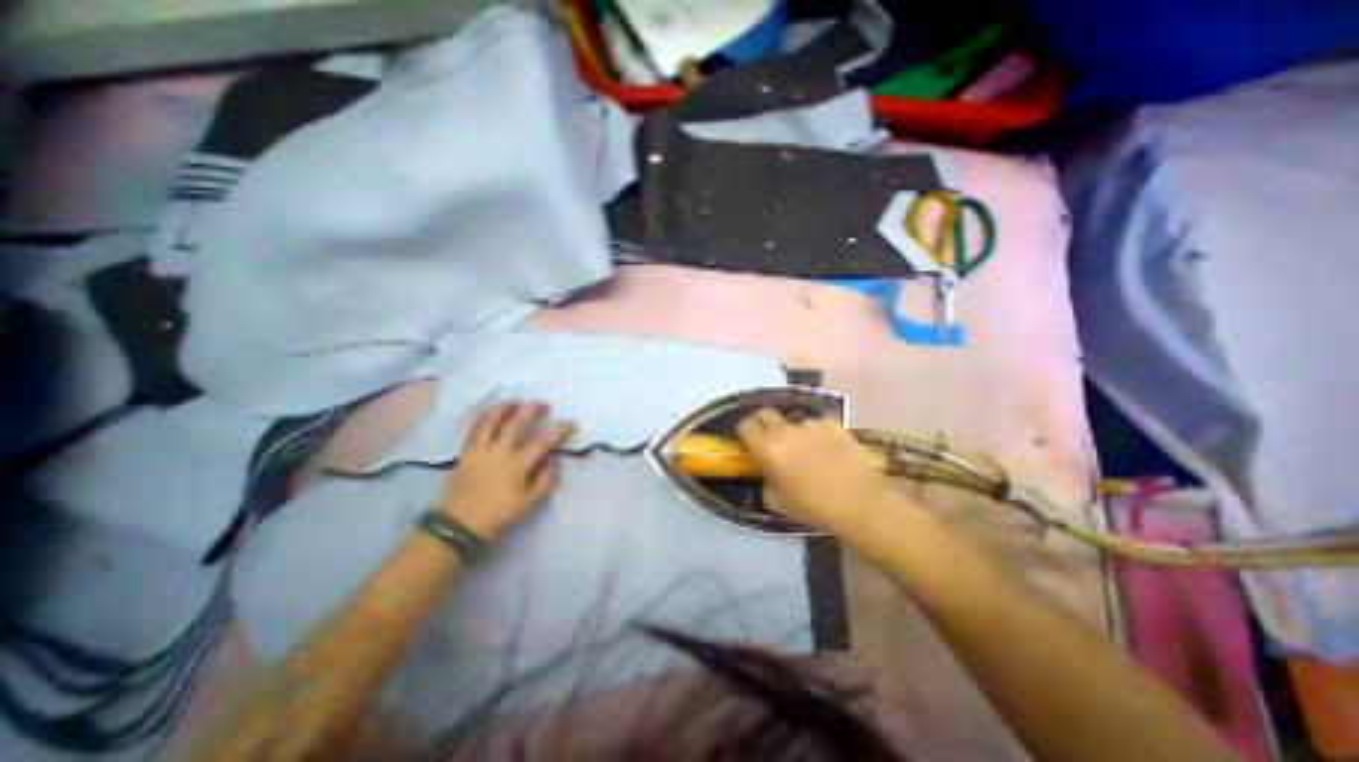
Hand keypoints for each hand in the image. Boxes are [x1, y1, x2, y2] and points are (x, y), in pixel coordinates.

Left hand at [435, 404, 571, 541]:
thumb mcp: (526, 503)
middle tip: (542, 403)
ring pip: (490, 420)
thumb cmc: (496, 516)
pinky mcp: (465, 452)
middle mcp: (498, 452)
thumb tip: (553, 459)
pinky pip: (474, 428)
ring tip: (514, 401)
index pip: (542, 443)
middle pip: (515, 424)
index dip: (558, 430)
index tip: (569, 422)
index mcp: (516, 466)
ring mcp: (479, 450)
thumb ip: (543, 480)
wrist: (456, 526)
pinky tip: (490, 412)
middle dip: (531, 410)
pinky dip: (483, 416)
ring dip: (504, 407)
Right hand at [732, 409, 900, 539]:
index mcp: (767, 447)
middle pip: (765, 413)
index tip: (750, 442)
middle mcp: (785, 430)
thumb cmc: (812, 507)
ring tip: (808, 450)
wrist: (858, 503)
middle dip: (764, 423)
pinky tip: (829, 448)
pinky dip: (819, 433)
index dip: (745, 432)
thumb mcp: (776, 502)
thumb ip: (766, 481)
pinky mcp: (834, 425)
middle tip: (772, 441)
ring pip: (795, 421)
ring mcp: (811, 425)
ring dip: (795, 432)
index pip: (745, 425)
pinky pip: (819, 424)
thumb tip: (769, 472)